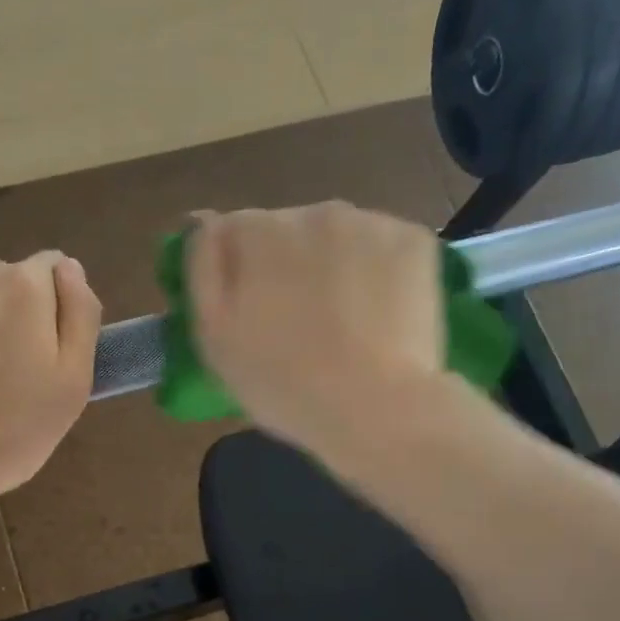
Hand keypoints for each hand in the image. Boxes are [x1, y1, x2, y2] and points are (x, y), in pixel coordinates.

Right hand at [185, 202, 444, 452]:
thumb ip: (202, 271)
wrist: (376, 410)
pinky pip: (383, 248)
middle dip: (287, 265)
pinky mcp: (416, 241)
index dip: (237, 272)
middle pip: (289, 230)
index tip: (249, 313)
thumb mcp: (214, 339)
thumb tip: (204, 224)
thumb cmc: (283, 384)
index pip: (234, 231)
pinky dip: (378, 272)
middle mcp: (314, 211)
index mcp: (259, 232)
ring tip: (343, 323)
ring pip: (339, 237)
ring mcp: (372, 222)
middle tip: (298, 325)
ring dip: (334, 266)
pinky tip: (379, 315)